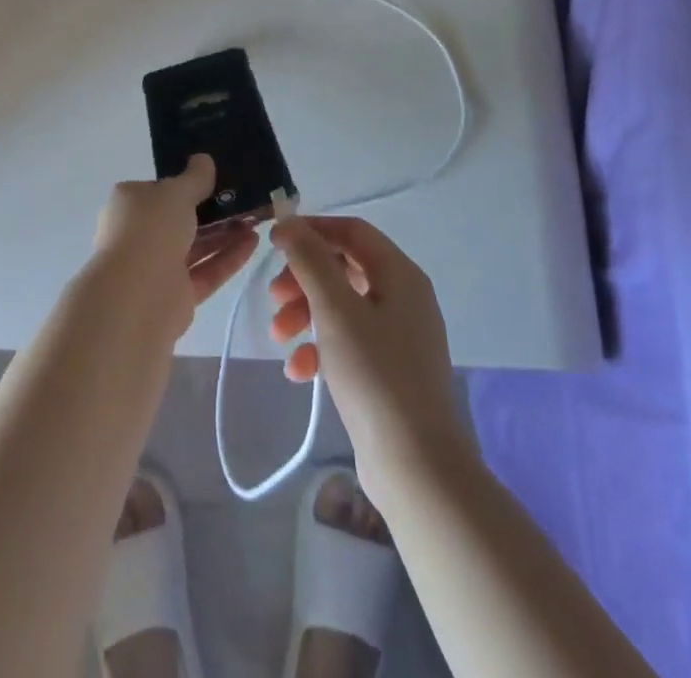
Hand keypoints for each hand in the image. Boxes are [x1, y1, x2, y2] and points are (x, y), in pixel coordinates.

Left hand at [91, 154, 257, 331]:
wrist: (138, 294)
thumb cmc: (151, 229)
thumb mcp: (176, 192)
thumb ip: (195, 177)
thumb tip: (203, 159)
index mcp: (129, 205)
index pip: (157, 191)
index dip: (184, 185)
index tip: (214, 181)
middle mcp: (139, 235)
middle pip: (180, 220)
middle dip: (212, 212)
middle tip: (243, 201)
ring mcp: (157, 267)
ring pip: (196, 246)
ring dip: (225, 234)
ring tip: (255, 221)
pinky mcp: (177, 295)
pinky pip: (206, 271)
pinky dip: (228, 258)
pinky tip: (253, 243)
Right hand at [267, 216, 474, 504]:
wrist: (416, 466)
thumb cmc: (375, 375)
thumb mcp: (335, 309)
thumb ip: (310, 259)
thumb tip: (289, 224)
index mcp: (400, 274)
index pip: (351, 231)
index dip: (311, 230)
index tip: (273, 244)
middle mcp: (404, 297)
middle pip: (344, 267)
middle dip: (303, 279)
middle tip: (273, 299)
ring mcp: (399, 335)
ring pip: (342, 306)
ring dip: (306, 313)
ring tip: (279, 337)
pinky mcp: (390, 370)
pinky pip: (349, 342)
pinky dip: (321, 347)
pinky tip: (298, 371)